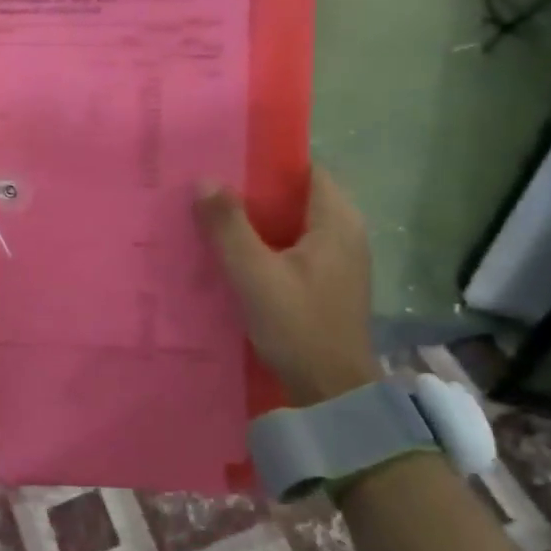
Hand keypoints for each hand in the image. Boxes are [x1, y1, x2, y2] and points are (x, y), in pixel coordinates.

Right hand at [194, 166, 381, 406]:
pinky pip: (294, 247)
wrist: (332, 393)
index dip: (268, 161)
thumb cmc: (298, 326)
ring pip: (293, 224)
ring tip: (214, 214)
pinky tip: (234, 252)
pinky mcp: (328, 283)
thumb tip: (205, 180)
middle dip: (255, 191)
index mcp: (337, 221)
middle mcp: (345, 233)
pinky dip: (267, 244)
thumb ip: (229, 227)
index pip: (306, 169)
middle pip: (297, 196)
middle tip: (210, 185)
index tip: (227, 157)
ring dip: (259, 220)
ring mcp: (339, 260)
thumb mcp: (255, 275)